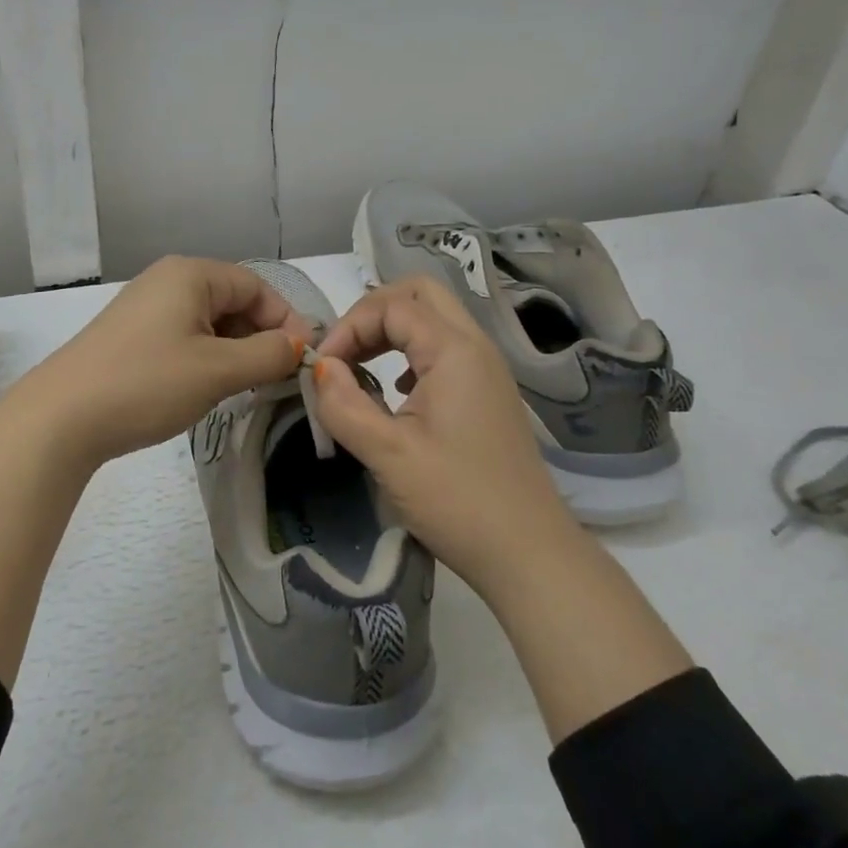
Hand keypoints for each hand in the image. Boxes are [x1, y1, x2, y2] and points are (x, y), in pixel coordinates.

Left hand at [5, 256, 307, 468]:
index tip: (302, 359)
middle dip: (258, 337)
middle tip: (273, 379)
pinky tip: (205, 388)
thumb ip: (268, 354)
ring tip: (242, 388)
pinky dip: (205, 358)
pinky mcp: (130, 336)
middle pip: (232, 301)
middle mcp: (167, 280)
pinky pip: (183, 337)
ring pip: (208, 322)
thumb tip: (298, 345)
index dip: (285, 320)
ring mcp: (144, 308)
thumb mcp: (218, 370)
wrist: (60, 418)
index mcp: (190, 274)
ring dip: (233, 351)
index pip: (256, 286)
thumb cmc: (147, 383)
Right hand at [311, 276, 577, 604]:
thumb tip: (319, 369)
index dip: (349, 327)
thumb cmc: (457, 501)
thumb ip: (344, 405)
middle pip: (420, 293)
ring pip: (435, 319)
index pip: (391, 306)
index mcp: (455, 350)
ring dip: (392, 329)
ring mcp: (487, 369)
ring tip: (360, 367)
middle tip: (344, 350)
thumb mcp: (388, 455)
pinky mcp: (488, 393)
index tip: (322, 368)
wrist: (528, 554)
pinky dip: (412, 352)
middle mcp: (476, 346)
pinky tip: (395, 391)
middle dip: (373, 311)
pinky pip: (445, 348)